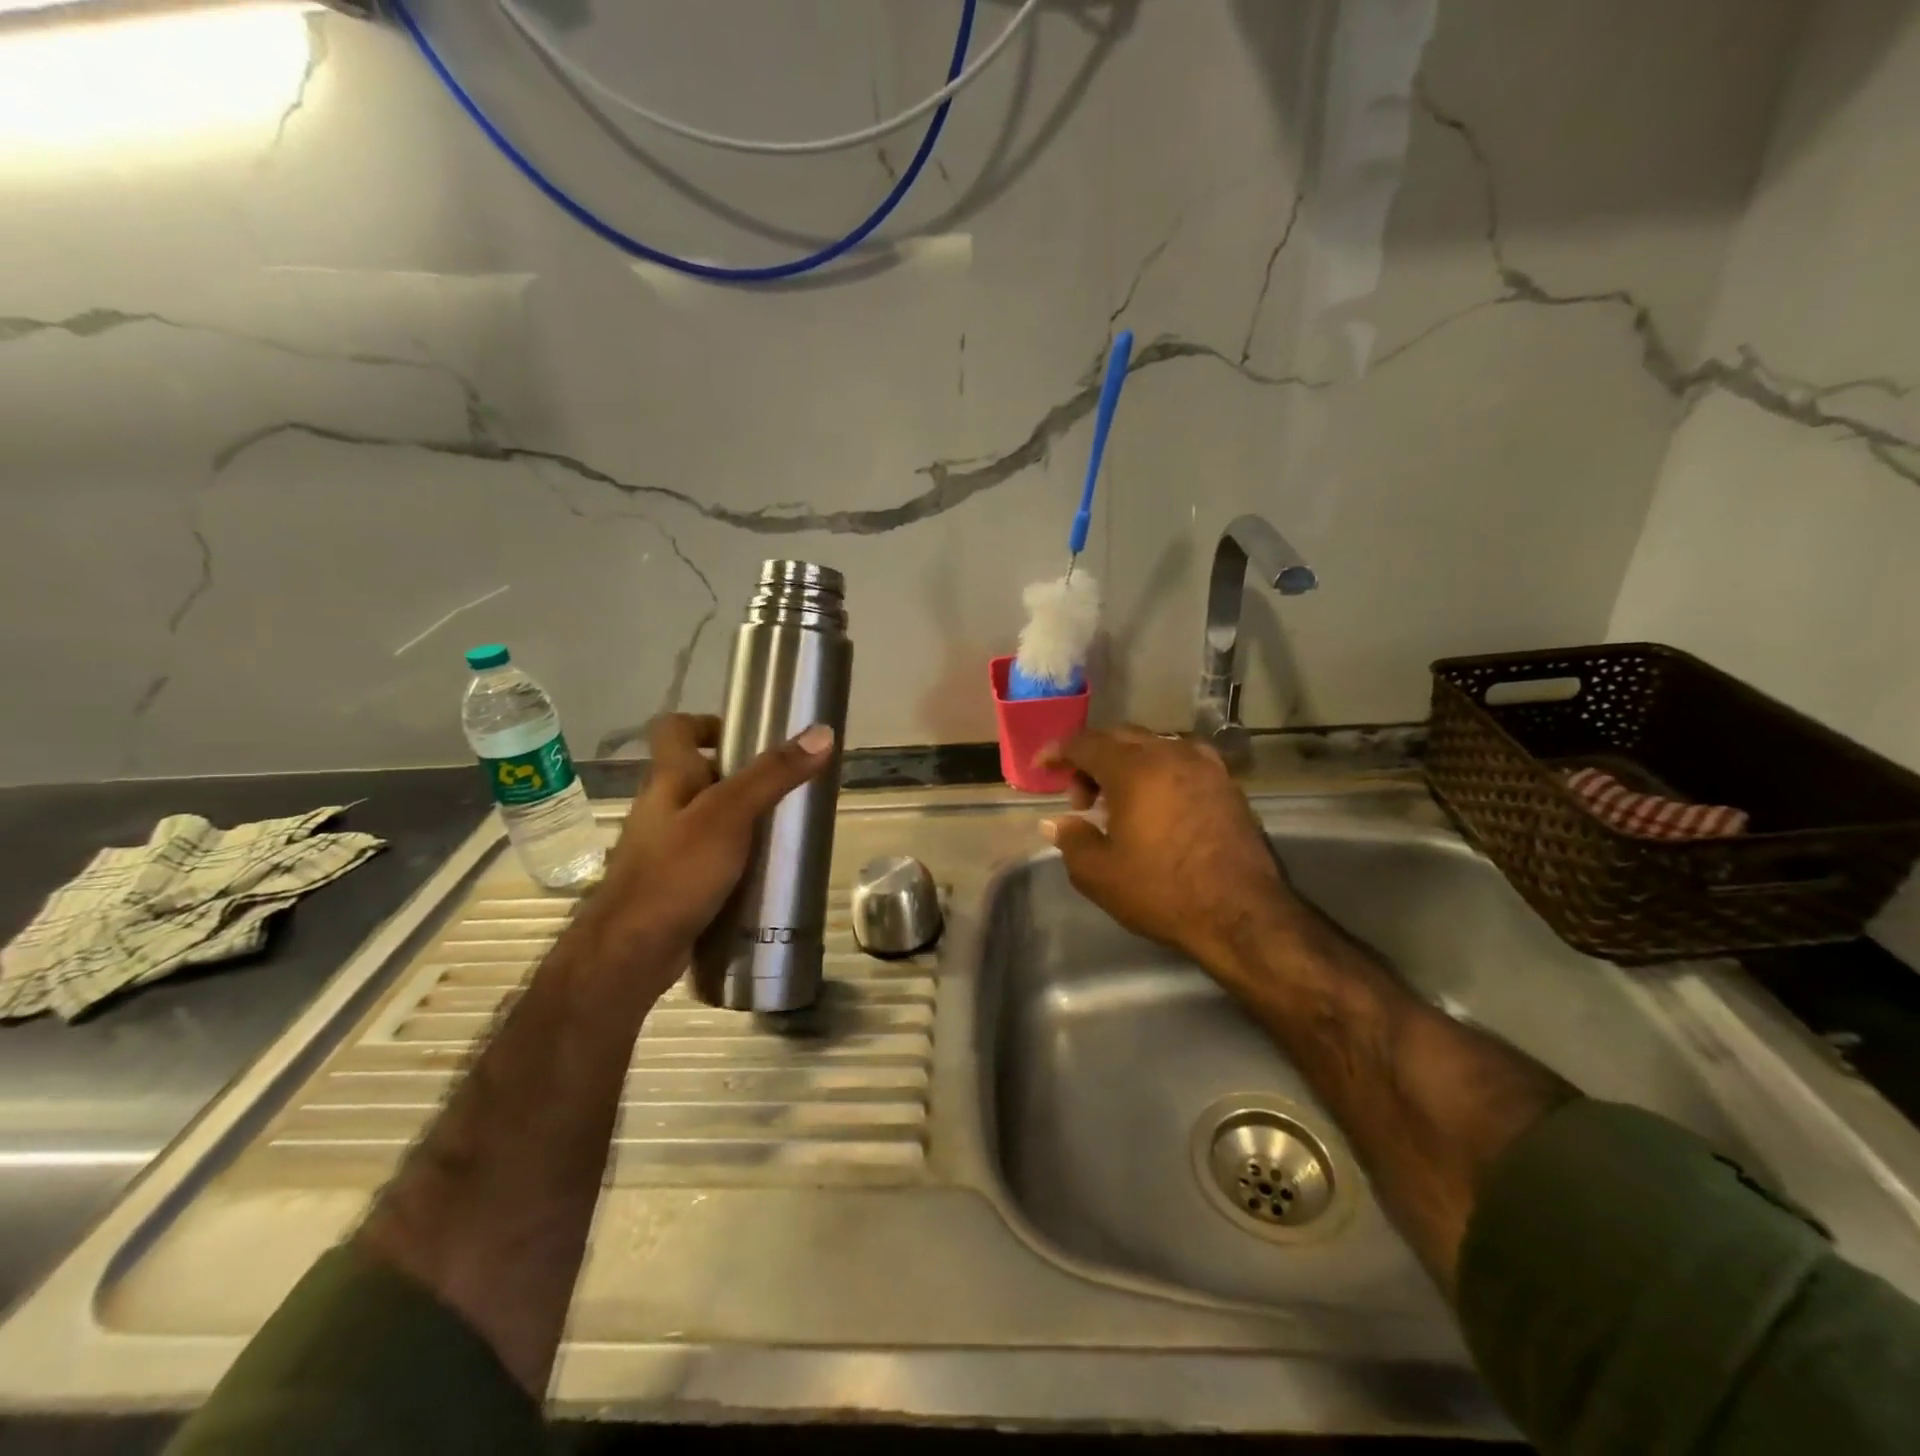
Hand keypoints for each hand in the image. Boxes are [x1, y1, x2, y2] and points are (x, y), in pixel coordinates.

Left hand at [578, 714, 834, 989]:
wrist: (629, 954)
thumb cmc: (676, 873)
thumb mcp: (730, 816)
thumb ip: (773, 775)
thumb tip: (822, 731)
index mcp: (667, 779)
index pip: (674, 729)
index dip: (706, 723)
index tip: (747, 736)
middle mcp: (660, 808)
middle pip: (696, 774)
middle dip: (739, 776)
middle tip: (784, 787)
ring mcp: (662, 849)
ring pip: (703, 819)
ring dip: (738, 819)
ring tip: (782, 830)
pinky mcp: (671, 885)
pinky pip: (705, 857)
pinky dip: (732, 858)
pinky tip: (760, 873)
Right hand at [1038, 726, 1297, 972]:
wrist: (1242, 914)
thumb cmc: (1162, 890)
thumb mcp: (1099, 873)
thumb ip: (1071, 839)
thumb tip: (1057, 822)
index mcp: (1134, 768)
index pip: (1086, 743)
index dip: (1059, 751)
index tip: (1042, 766)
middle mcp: (1171, 754)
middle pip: (1121, 738)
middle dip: (1092, 759)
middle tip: (1080, 798)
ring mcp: (1206, 766)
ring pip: (1155, 747)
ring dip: (1127, 765)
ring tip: (1118, 804)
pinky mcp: (1228, 785)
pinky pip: (1182, 762)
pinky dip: (1159, 773)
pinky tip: (1157, 806)